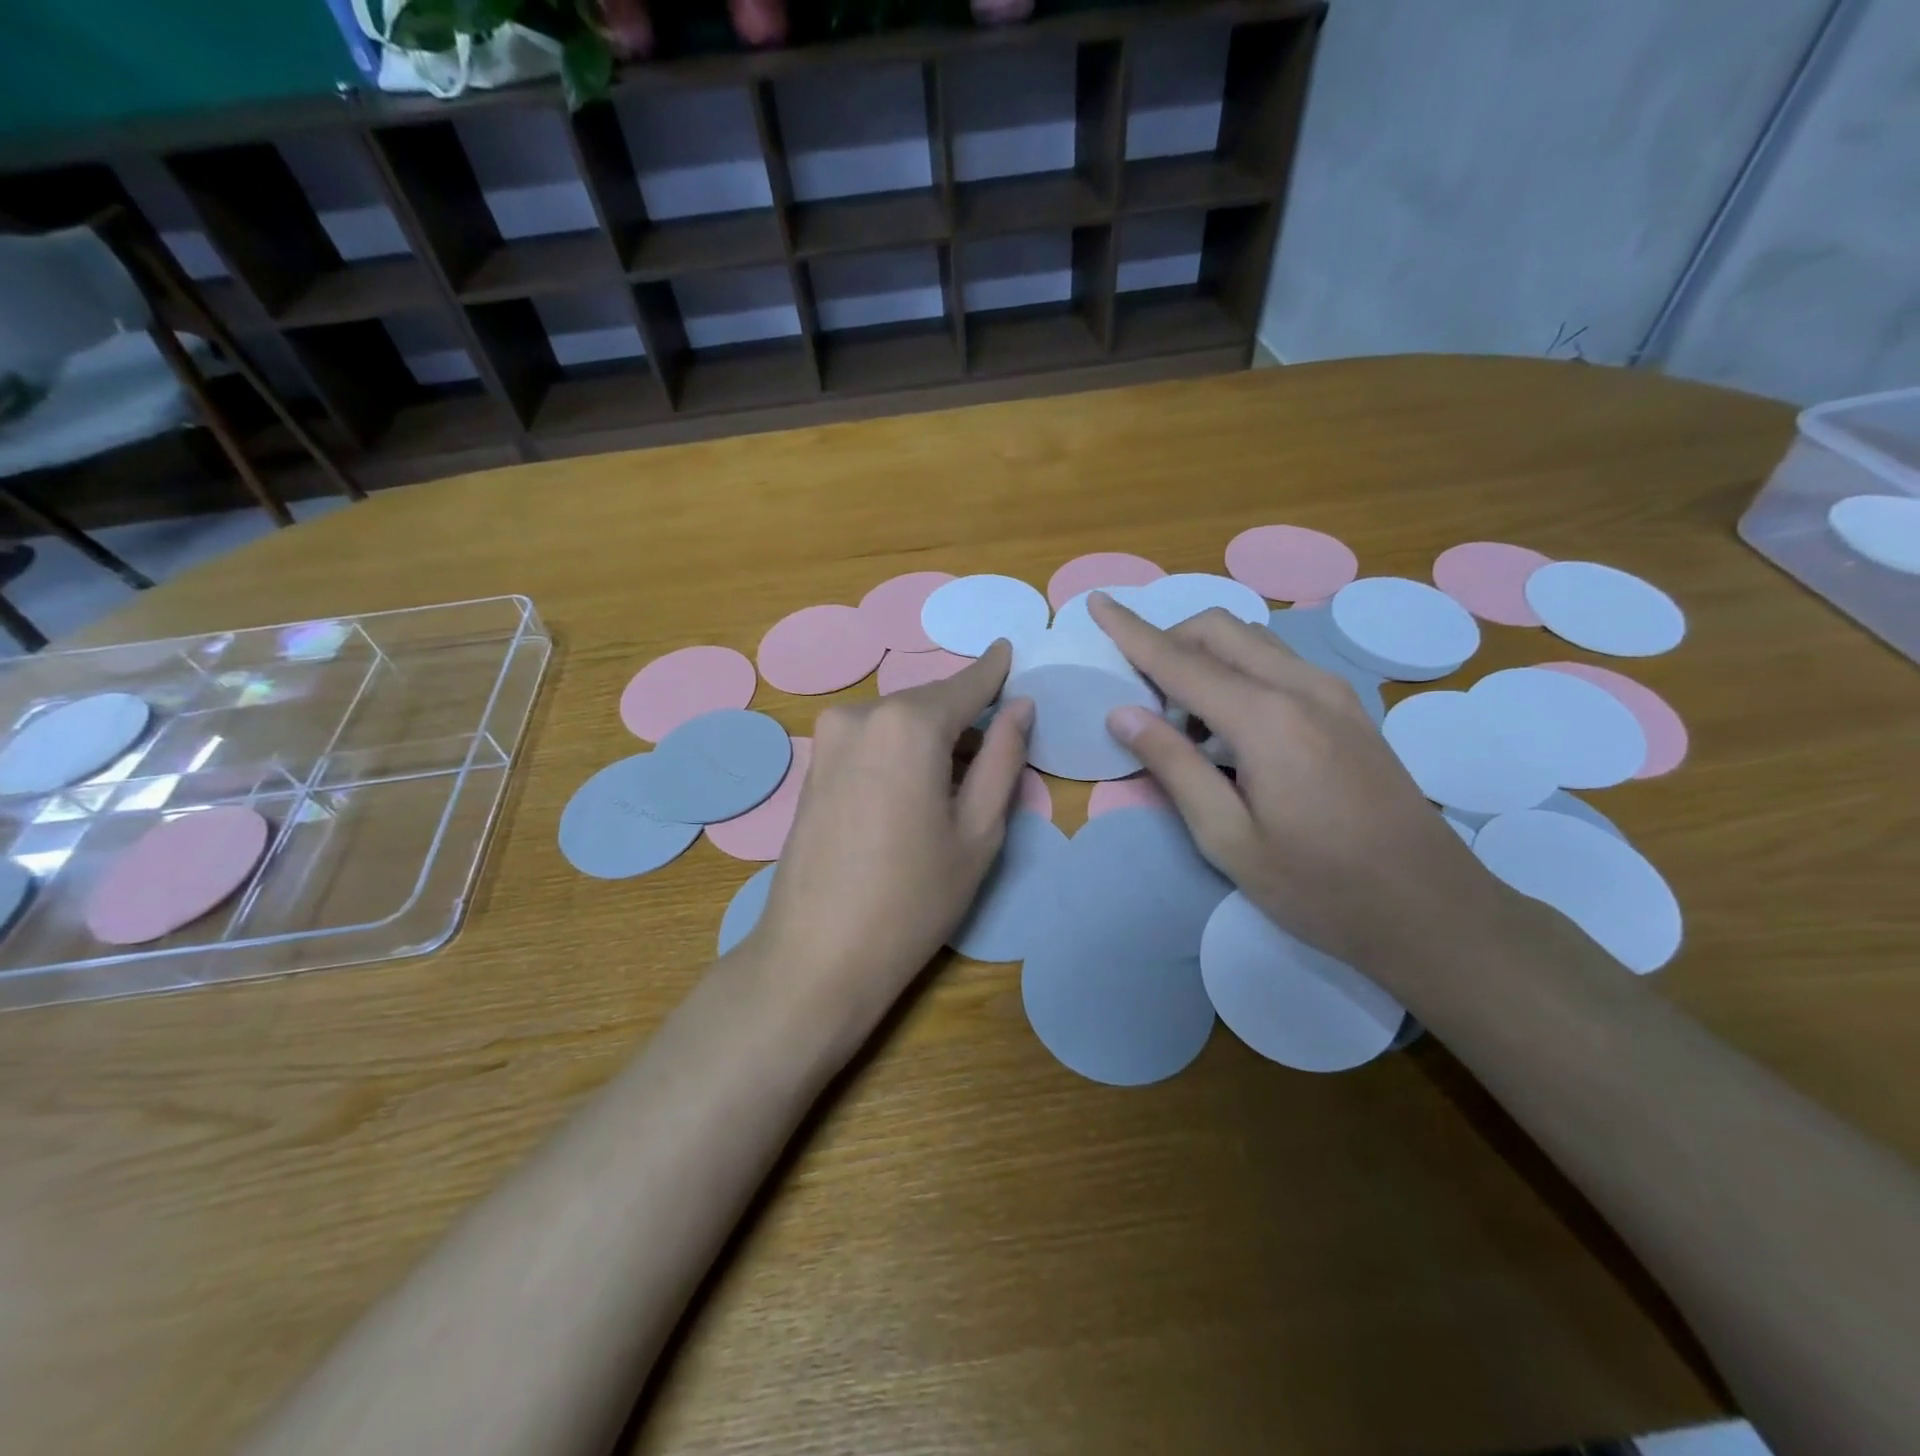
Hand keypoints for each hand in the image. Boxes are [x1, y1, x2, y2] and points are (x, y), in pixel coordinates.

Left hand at [744, 641, 1034, 1048]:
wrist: (817, 955)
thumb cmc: (913, 898)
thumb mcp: (978, 831)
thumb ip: (1003, 758)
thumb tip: (1020, 707)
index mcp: (909, 723)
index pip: (965, 684)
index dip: (992, 671)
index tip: (1009, 649)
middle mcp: (862, 714)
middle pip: (930, 703)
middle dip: (964, 718)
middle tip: (995, 752)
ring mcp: (829, 738)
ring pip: (899, 722)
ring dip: (932, 739)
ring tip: (955, 787)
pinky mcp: (813, 764)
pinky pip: (871, 739)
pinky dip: (901, 751)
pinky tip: (913, 794)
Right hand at [1088, 594, 1507, 970]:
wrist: (1432, 908)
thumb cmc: (1319, 887)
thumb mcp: (1228, 838)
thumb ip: (1174, 766)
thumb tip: (1122, 713)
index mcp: (1266, 719)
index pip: (1180, 660)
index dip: (1131, 631)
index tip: (1096, 602)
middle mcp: (1302, 686)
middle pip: (1220, 628)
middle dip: (1169, 640)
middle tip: (1142, 696)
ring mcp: (1334, 692)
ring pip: (1252, 640)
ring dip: (1206, 658)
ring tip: (1187, 724)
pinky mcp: (1349, 708)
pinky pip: (1279, 663)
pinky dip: (1239, 672)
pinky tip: (1232, 731)